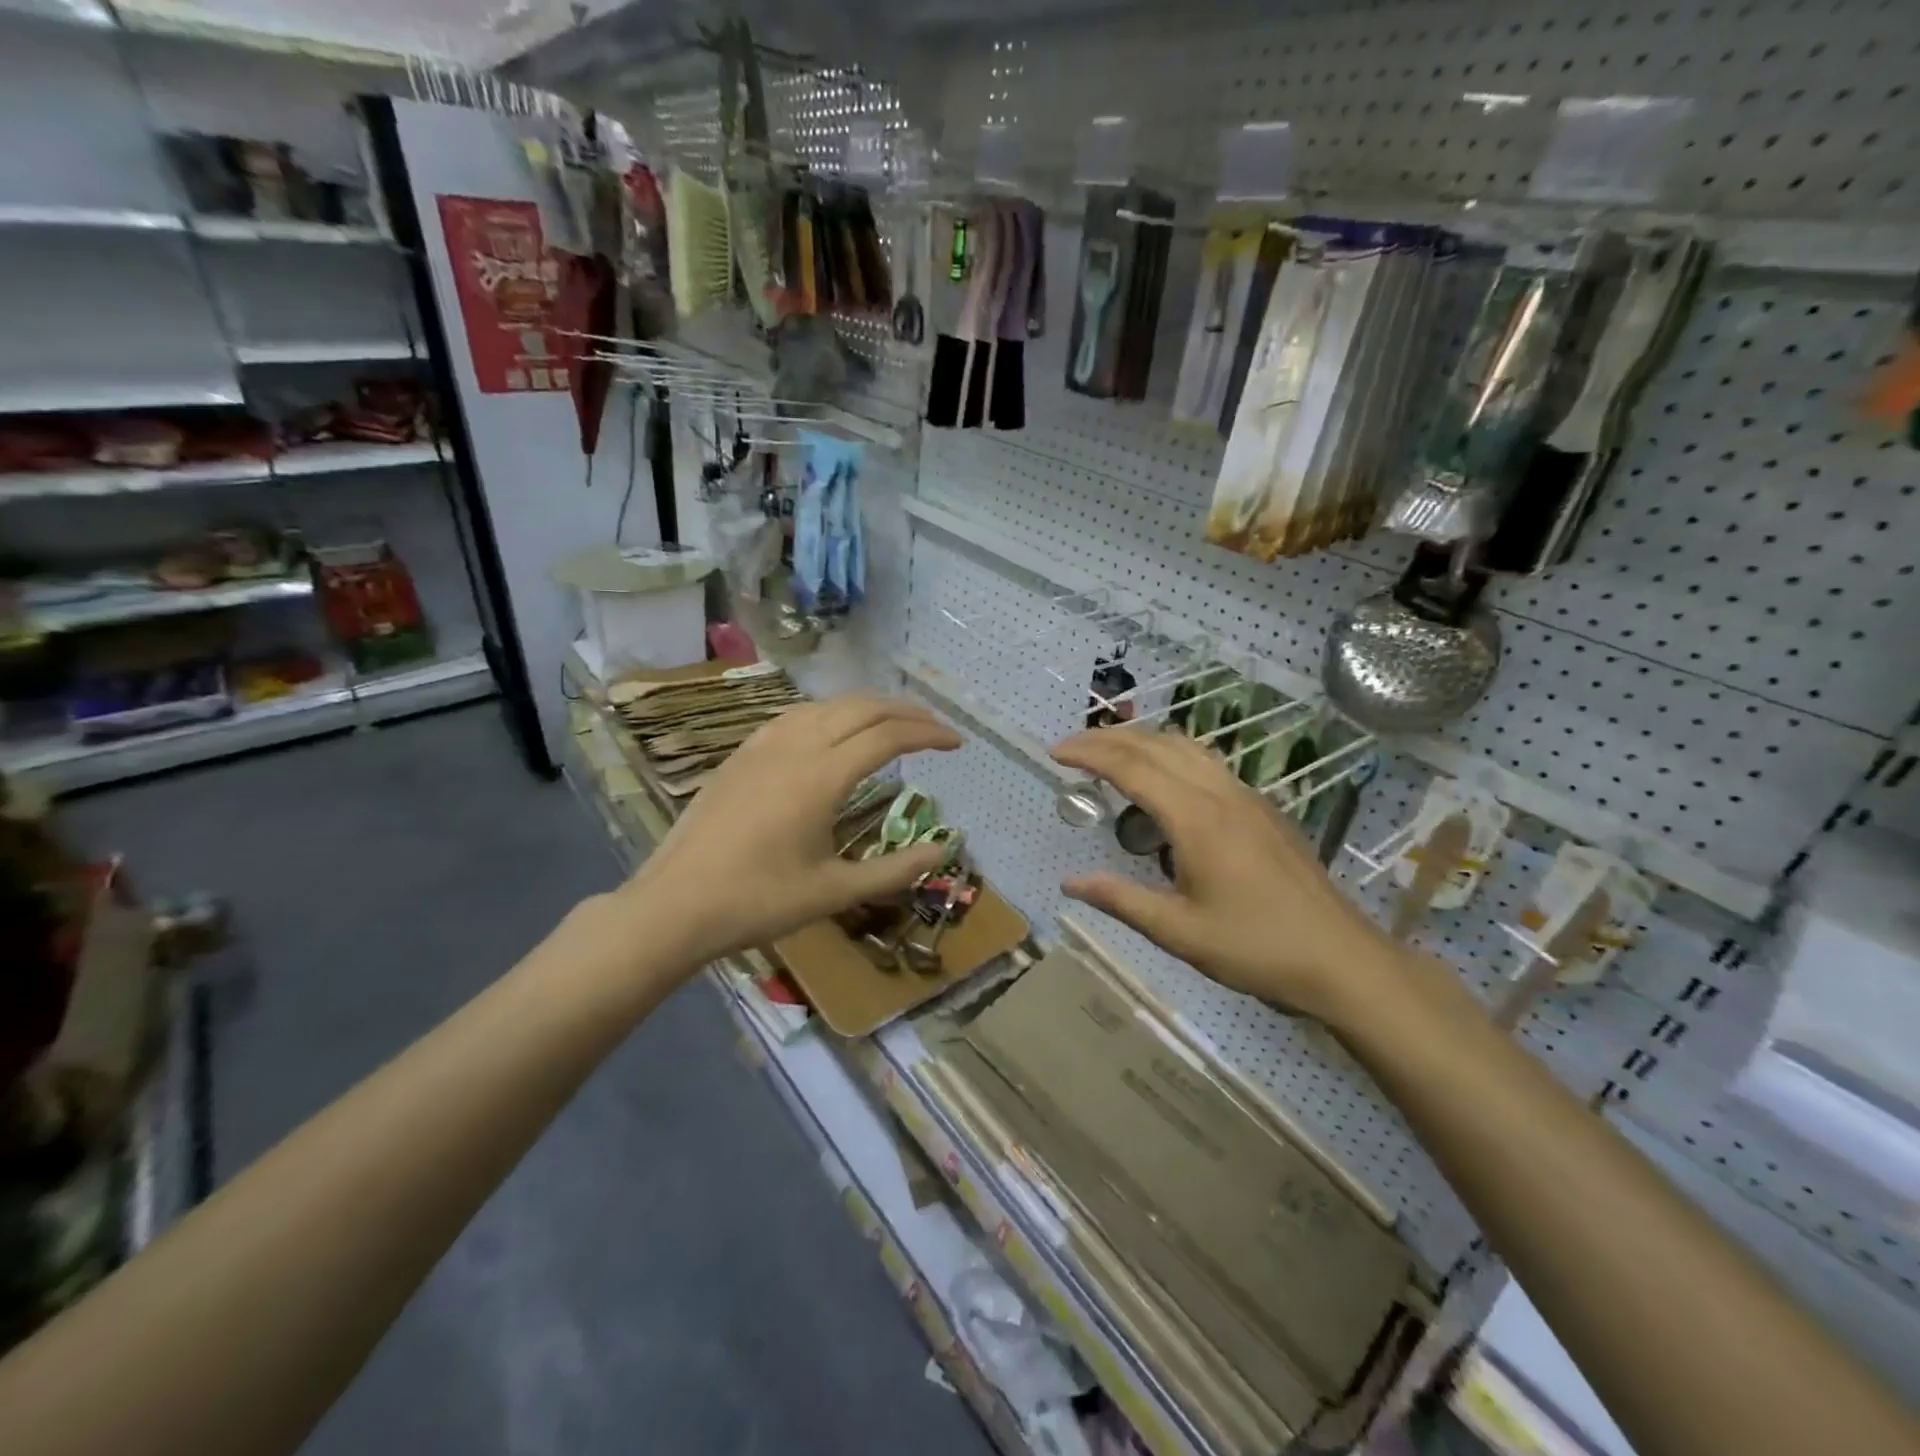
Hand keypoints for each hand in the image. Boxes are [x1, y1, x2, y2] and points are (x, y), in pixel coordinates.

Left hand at [622, 695, 961, 967]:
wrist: (674, 905)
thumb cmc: (758, 902)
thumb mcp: (834, 892)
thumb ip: (894, 870)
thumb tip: (943, 851)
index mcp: (822, 776)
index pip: (889, 736)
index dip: (929, 733)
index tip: (957, 742)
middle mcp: (795, 746)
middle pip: (861, 708)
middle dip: (906, 711)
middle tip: (936, 727)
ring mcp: (763, 745)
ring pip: (827, 705)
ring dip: (868, 706)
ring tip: (893, 722)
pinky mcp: (741, 753)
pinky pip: (796, 715)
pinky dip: (831, 712)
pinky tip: (833, 730)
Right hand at [1051, 727, 1404, 1021]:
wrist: (1341, 959)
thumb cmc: (1256, 948)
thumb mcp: (1179, 932)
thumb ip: (1121, 900)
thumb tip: (1069, 882)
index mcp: (1196, 819)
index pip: (1131, 767)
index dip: (1088, 754)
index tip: (1054, 753)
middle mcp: (1220, 794)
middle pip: (1156, 745)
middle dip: (1108, 738)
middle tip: (1071, 748)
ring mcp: (1247, 796)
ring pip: (1186, 747)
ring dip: (1142, 742)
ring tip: (1109, 755)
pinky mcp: (1263, 808)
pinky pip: (1207, 763)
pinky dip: (1170, 756)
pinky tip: (1163, 783)